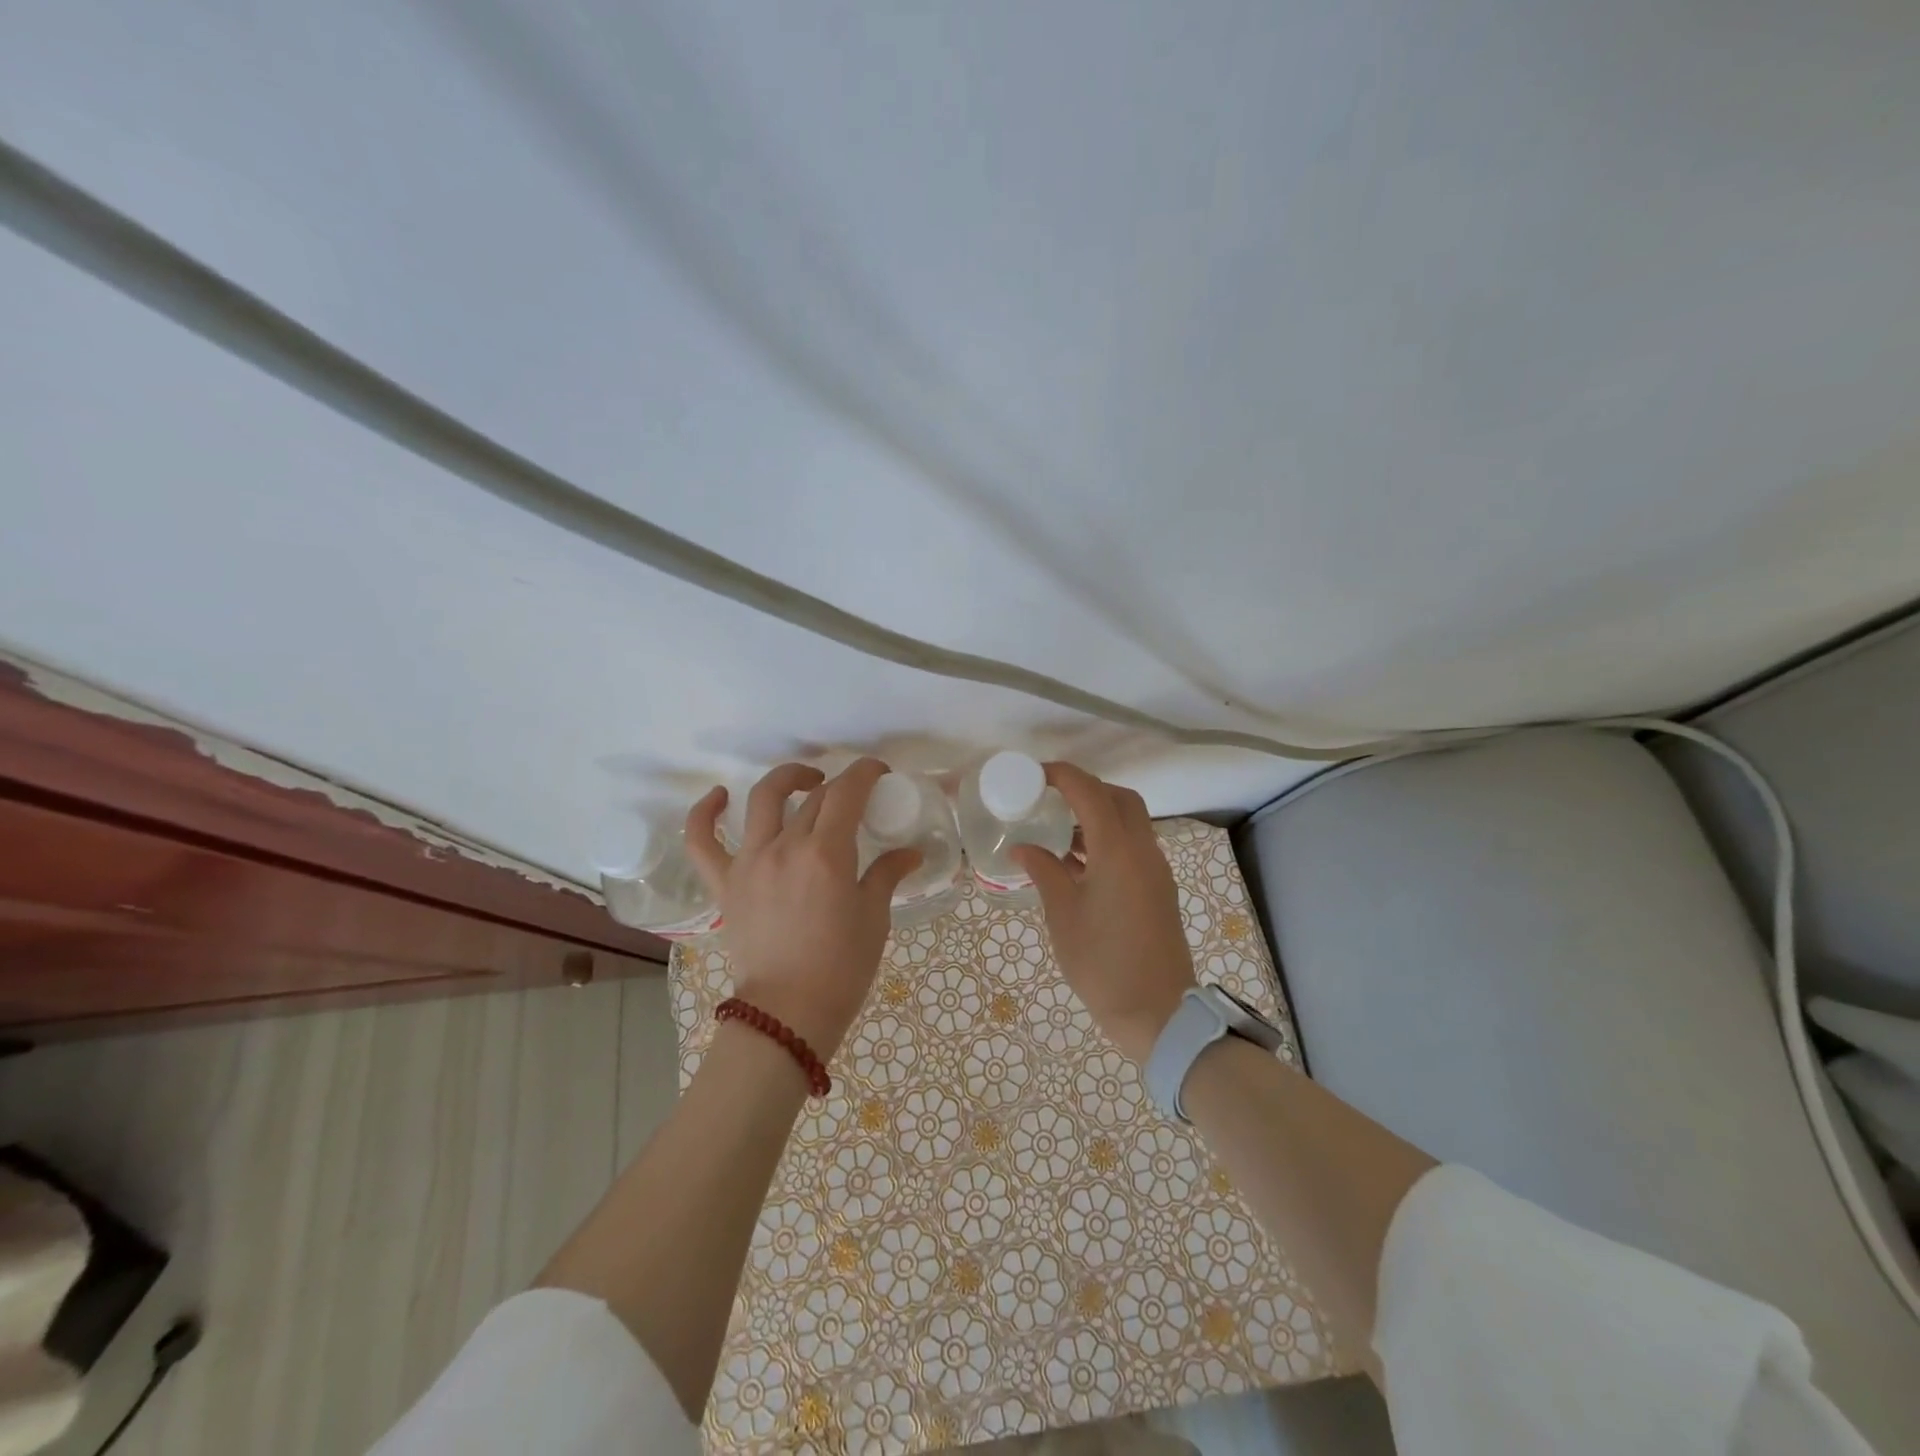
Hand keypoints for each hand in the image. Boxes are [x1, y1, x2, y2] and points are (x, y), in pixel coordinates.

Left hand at [685, 759, 920, 1058]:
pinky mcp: (725, 883)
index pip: (847, 791)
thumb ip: (888, 874)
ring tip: (805, 782)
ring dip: (787, 780)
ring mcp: (749, 862)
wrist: (789, 1013)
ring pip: (763, 800)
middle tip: (855, 799)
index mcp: (827, 853)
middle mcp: (785, 846)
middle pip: (814, 797)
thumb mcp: (874, 917)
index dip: (865, 772)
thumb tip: (910, 852)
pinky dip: (705, 813)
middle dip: (839, 786)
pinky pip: (702, 840)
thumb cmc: (841, 967)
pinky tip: (720, 796)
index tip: (878, 774)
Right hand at [1011, 764, 1196, 1064]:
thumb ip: (1044, 872)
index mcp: (1118, 851)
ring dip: (1099, 815)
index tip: (1035, 775)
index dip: (1063, 776)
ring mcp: (1156, 870)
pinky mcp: (1159, 889)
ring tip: (1060, 830)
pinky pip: (1134, 847)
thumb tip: (1023, 848)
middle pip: (1119, 799)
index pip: (1090, 792)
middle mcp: (1144, 851)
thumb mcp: (1063, 916)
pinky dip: (1109, 840)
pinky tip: (1079, 862)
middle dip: (1086, 789)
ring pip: (1131, 822)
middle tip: (1051, 799)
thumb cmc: (1103, 963)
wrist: (1158, 1013)